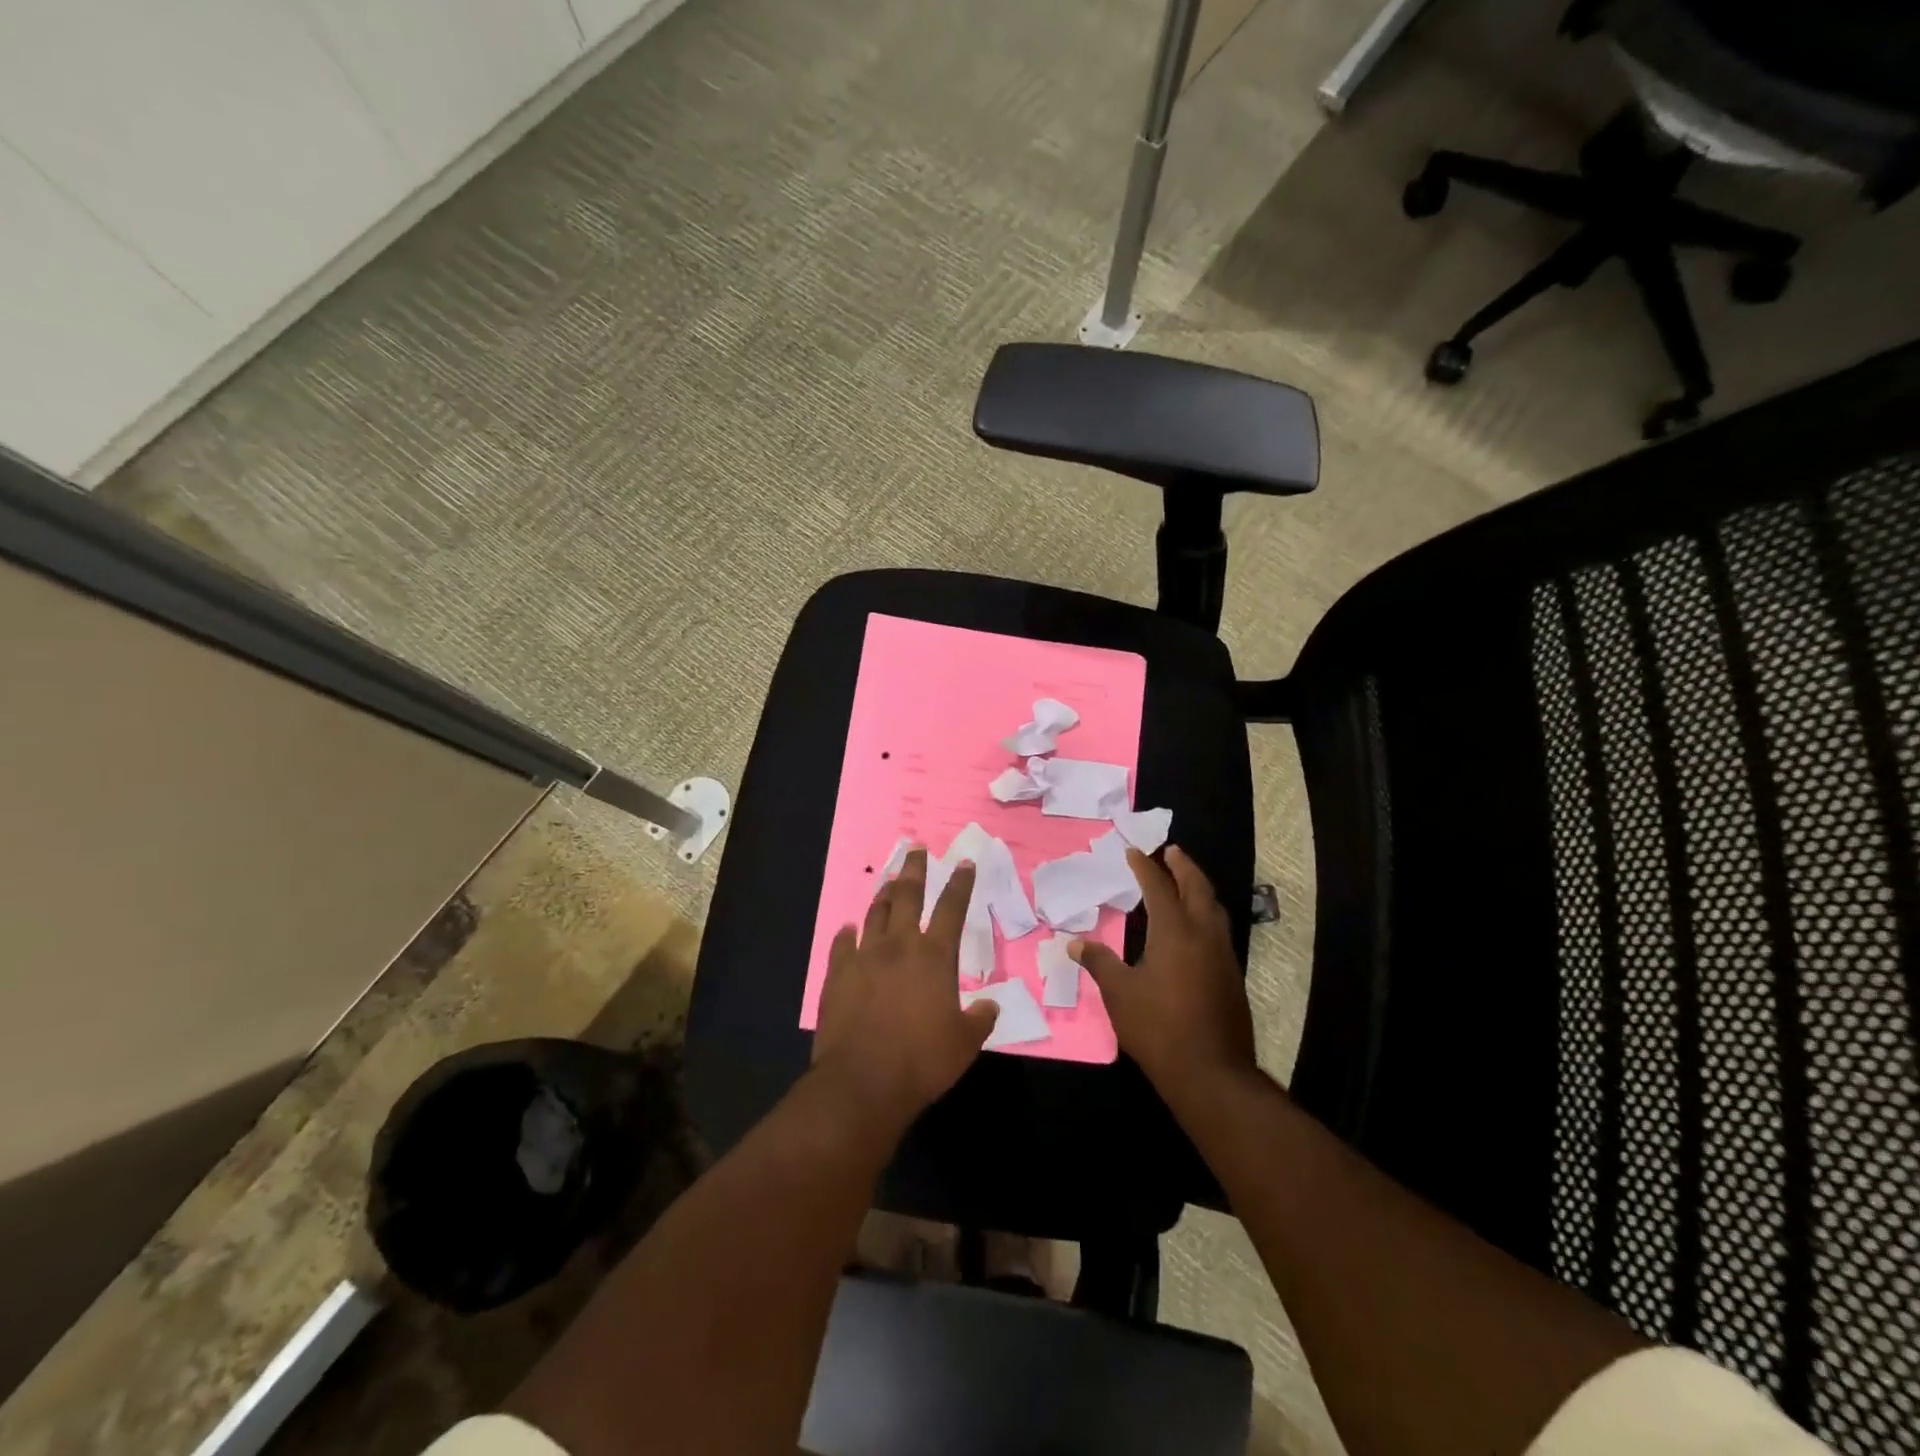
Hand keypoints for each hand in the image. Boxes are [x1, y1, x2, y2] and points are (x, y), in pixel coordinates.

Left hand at [811, 847, 999, 1123]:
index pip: (952, 908)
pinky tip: (849, 928)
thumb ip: (980, 1020)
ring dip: (883, 894)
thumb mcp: (964, 1044)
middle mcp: (899, 945)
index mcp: (935, 956)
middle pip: (907, 895)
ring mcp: (864, 956)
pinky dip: (847, 933)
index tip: (964, 862)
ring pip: (875, 913)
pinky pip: (842, 944)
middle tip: (916, 848)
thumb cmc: (922, 1061)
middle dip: (914, 869)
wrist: (862, 1082)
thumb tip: (991, 1005)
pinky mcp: (837, 974)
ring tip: (889, 879)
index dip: (960, 883)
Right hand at [1070, 844, 1256, 1100]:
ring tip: (1186, 880)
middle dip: (1184, 866)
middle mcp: (1203, 935)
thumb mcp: (1120, 994)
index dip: (1146, 867)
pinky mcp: (1231, 976)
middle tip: (1172, 851)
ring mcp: (1223, 955)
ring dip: (1199, 888)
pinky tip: (1196, 926)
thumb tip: (1075, 944)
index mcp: (1175, 932)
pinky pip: (1219, 929)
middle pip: (1197, 888)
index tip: (1134, 852)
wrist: (1211, 1073)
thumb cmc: (1159, 1028)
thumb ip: (1099, 963)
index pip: (1159, 888)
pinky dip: (1206, 912)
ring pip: (1214, 908)